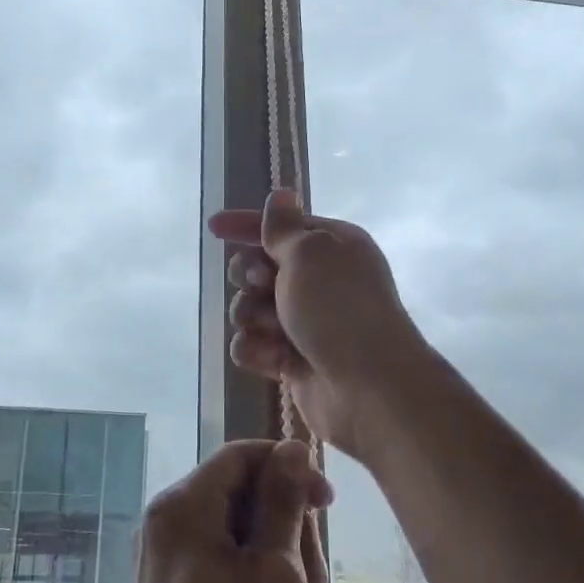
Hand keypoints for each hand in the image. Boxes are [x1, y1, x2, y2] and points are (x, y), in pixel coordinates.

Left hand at [122, 439, 331, 582]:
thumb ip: (282, 501)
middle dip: (285, 521)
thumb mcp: (275, 569)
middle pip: (238, 492)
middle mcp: (166, 524)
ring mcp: (166, 562)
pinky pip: (221, 562)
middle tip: (314, 577)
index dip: (288, 468)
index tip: (329, 503)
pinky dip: (254, 577)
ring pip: (235, 530)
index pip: (241, 456)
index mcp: (182, 506)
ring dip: (276, 554)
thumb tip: (290, 448)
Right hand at [208, 189, 422, 461]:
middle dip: (250, 276)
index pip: (280, 226)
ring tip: (274, 330)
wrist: (369, 388)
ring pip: (249, 309)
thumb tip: (281, 194)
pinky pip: (252, 345)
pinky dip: (257, 350)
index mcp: (331, 246)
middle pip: (257, 267)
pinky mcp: (292, 359)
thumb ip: (284, 227)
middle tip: (263, 286)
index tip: (213, 227)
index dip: (246, 225)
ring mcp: (304, 322)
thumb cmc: (340, 309)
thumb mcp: (310, 254)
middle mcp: (319, 280)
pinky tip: (272, 359)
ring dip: (252, 317)